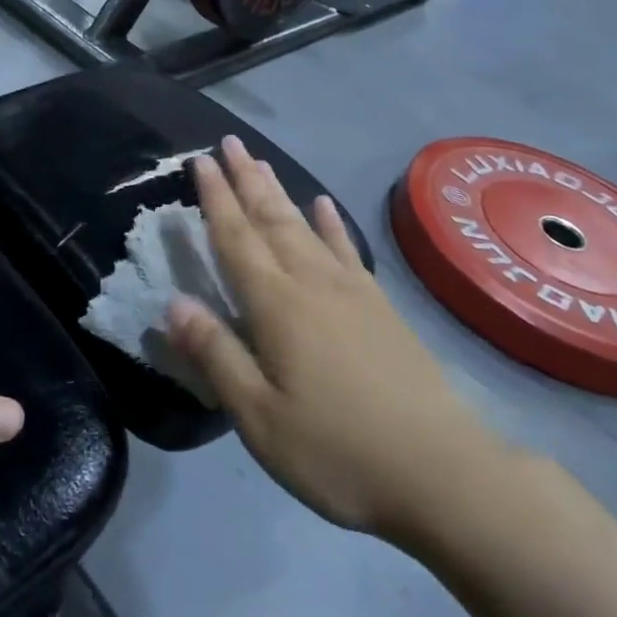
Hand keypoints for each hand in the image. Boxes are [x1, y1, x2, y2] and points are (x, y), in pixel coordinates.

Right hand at [166, 138, 505, 552]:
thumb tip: (173, 303)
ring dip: (280, 191)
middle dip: (246, 179)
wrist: (442, 473)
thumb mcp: (260, 417)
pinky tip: (324, 205)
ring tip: (261, 162)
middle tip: (229, 142)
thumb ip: (216, 355)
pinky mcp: (380, 307)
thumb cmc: (337, 451)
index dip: (215, 198)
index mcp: (276, 305)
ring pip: (305, 226)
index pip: (236, 238)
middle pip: (271, 219)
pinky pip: (347, 249)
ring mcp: (351, 291)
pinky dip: (331, 223)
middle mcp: (311, 283)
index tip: (201, 159)